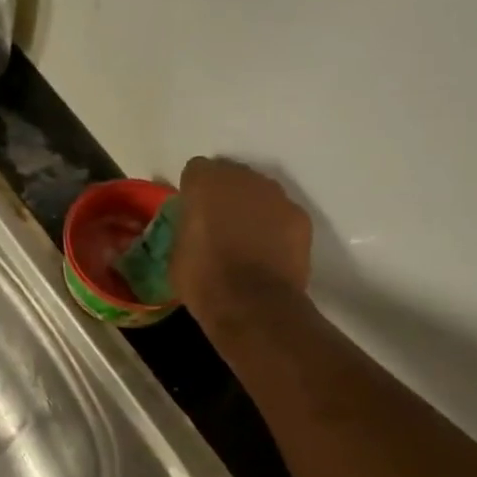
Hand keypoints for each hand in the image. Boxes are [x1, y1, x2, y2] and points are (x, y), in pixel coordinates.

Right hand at [171, 157, 312, 320]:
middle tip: (219, 224)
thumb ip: (185, 226)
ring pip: (259, 193)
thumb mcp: (176, 252)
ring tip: (246, 239)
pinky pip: (282, 214)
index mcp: (205, 182)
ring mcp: (276, 196)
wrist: (253, 305)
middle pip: (231, 175)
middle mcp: (243, 178)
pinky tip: (269, 251)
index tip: (191, 212)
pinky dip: (275, 226)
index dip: (193, 191)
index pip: (196, 170)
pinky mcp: (300, 217)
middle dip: (225, 194)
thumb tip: (192, 226)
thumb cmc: (204, 279)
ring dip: (251, 208)